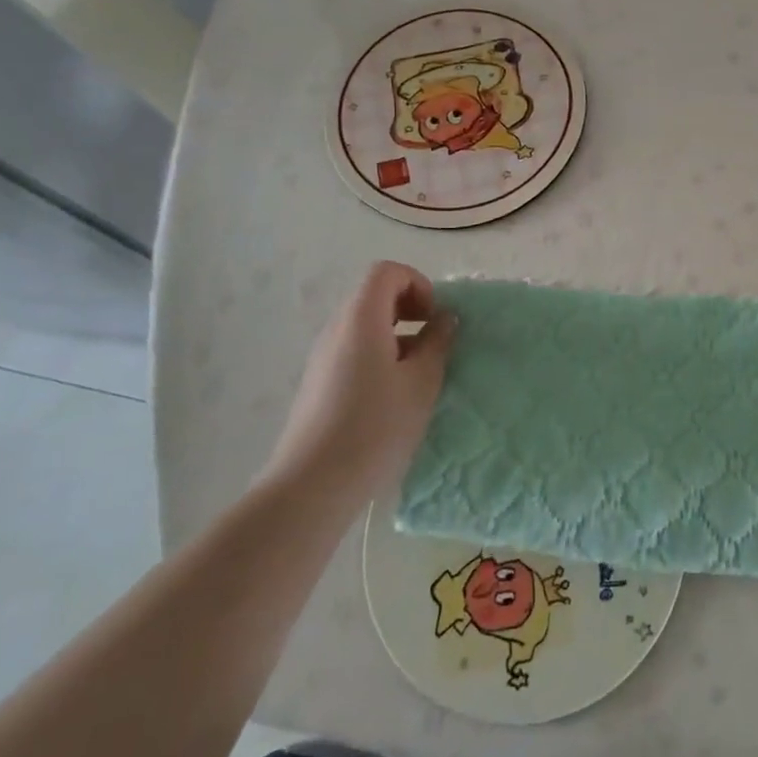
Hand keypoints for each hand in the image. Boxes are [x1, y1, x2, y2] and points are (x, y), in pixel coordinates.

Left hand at [263, 261, 454, 494]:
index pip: (386, 272)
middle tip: (434, 342)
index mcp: (361, 319)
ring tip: (418, 374)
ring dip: (396, 335)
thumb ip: (437, 343)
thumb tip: (444, 318)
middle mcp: (336, 329)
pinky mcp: (317, 384)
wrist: (313, 484)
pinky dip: (379, 356)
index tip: (435, 317)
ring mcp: (322, 357)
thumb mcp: (421, 382)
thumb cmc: (376, 426)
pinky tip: (393, 397)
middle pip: (373, 296)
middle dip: (410, 309)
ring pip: (364, 326)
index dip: (418, 283)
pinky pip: (352, 351)